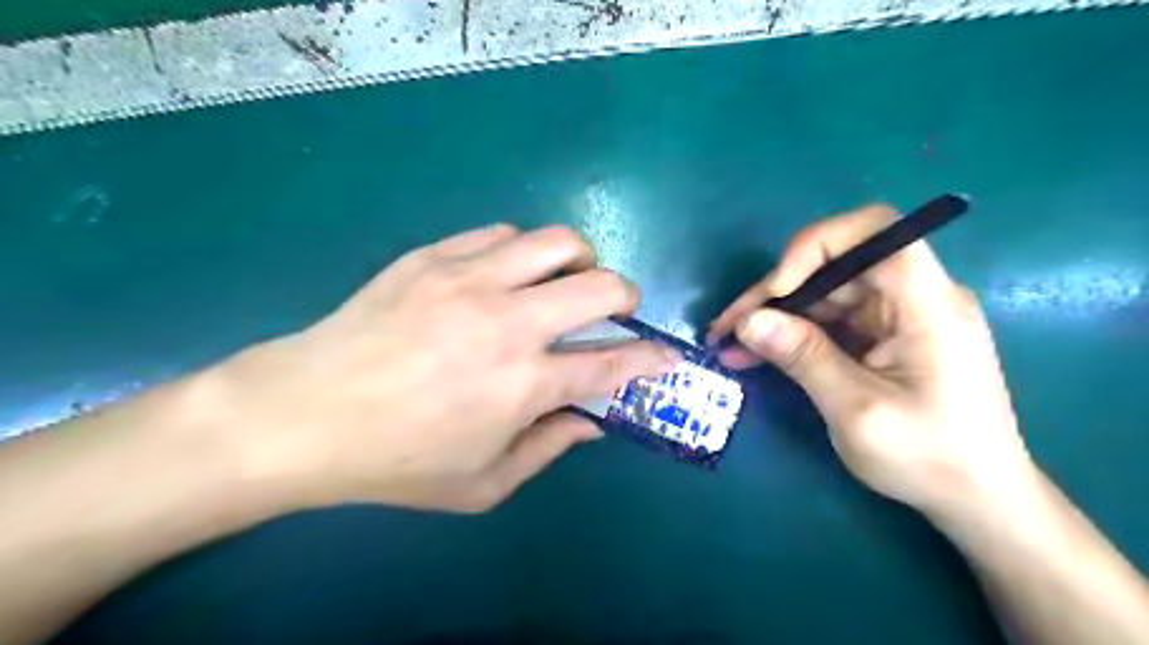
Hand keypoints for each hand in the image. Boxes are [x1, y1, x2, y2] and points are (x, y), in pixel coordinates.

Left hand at [204, 225, 674, 509]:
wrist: (305, 413)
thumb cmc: (397, 461)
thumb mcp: (482, 483)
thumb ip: (548, 449)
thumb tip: (591, 421)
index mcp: (524, 384)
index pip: (612, 363)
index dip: (650, 358)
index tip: (667, 354)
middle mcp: (508, 323)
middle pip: (600, 285)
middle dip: (625, 294)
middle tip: (616, 307)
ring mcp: (469, 280)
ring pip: (556, 241)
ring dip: (578, 259)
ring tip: (564, 279)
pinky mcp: (434, 257)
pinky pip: (500, 234)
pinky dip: (520, 252)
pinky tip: (506, 274)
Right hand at [705, 204, 1037, 516]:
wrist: (977, 498)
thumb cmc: (929, 458)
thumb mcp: (856, 411)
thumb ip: (803, 358)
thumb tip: (749, 321)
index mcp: (927, 306)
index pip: (876, 233)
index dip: (817, 246)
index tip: (777, 290)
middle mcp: (915, 298)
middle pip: (837, 265)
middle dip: (777, 291)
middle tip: (729, 326)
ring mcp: (898, 316)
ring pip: (825, 293)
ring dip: (776, 316)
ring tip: (730, 344)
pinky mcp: (884, 336)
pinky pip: (830, 320)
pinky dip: (792, 334)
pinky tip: (755, 353)